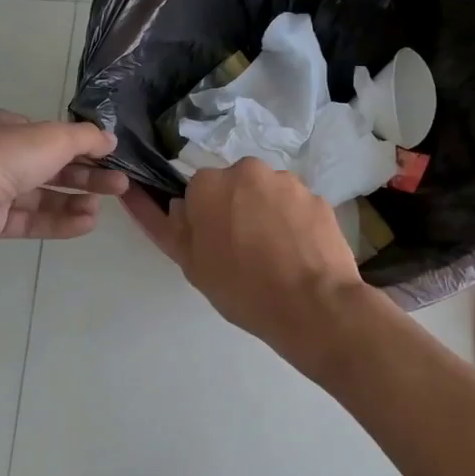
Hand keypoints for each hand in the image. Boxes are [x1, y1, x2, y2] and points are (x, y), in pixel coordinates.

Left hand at [0, 109, 126, 265]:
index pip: (45, 133)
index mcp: (0, 126)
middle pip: (47, 165)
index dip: (76, 143)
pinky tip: (85, 225)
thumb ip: (85, 138)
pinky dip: (56, 221)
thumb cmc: (2, 158)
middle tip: (119, 185)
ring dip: (73, 200)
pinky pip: (28, 219)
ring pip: (39, 195)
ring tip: (102, 210)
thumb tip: (110, 138)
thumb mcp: (52, 138)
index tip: (106, 155)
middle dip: (84, 175)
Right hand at [121, 159, 365, 355]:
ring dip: (265, 215)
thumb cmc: (242, 288)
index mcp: (209, 184)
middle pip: (234, 187)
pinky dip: (294, 224)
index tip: (212, 246)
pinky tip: (297, 255)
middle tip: (242, 253)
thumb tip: (156, 199)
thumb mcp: (191, 264)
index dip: (202, 219)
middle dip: (235, 211)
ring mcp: (288, 182)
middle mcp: (248, 170)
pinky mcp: (318, 198)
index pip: (196, 192)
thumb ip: (168, 227)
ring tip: (274, 257)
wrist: (313, 305)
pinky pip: (296, 207)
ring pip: (266, 194)